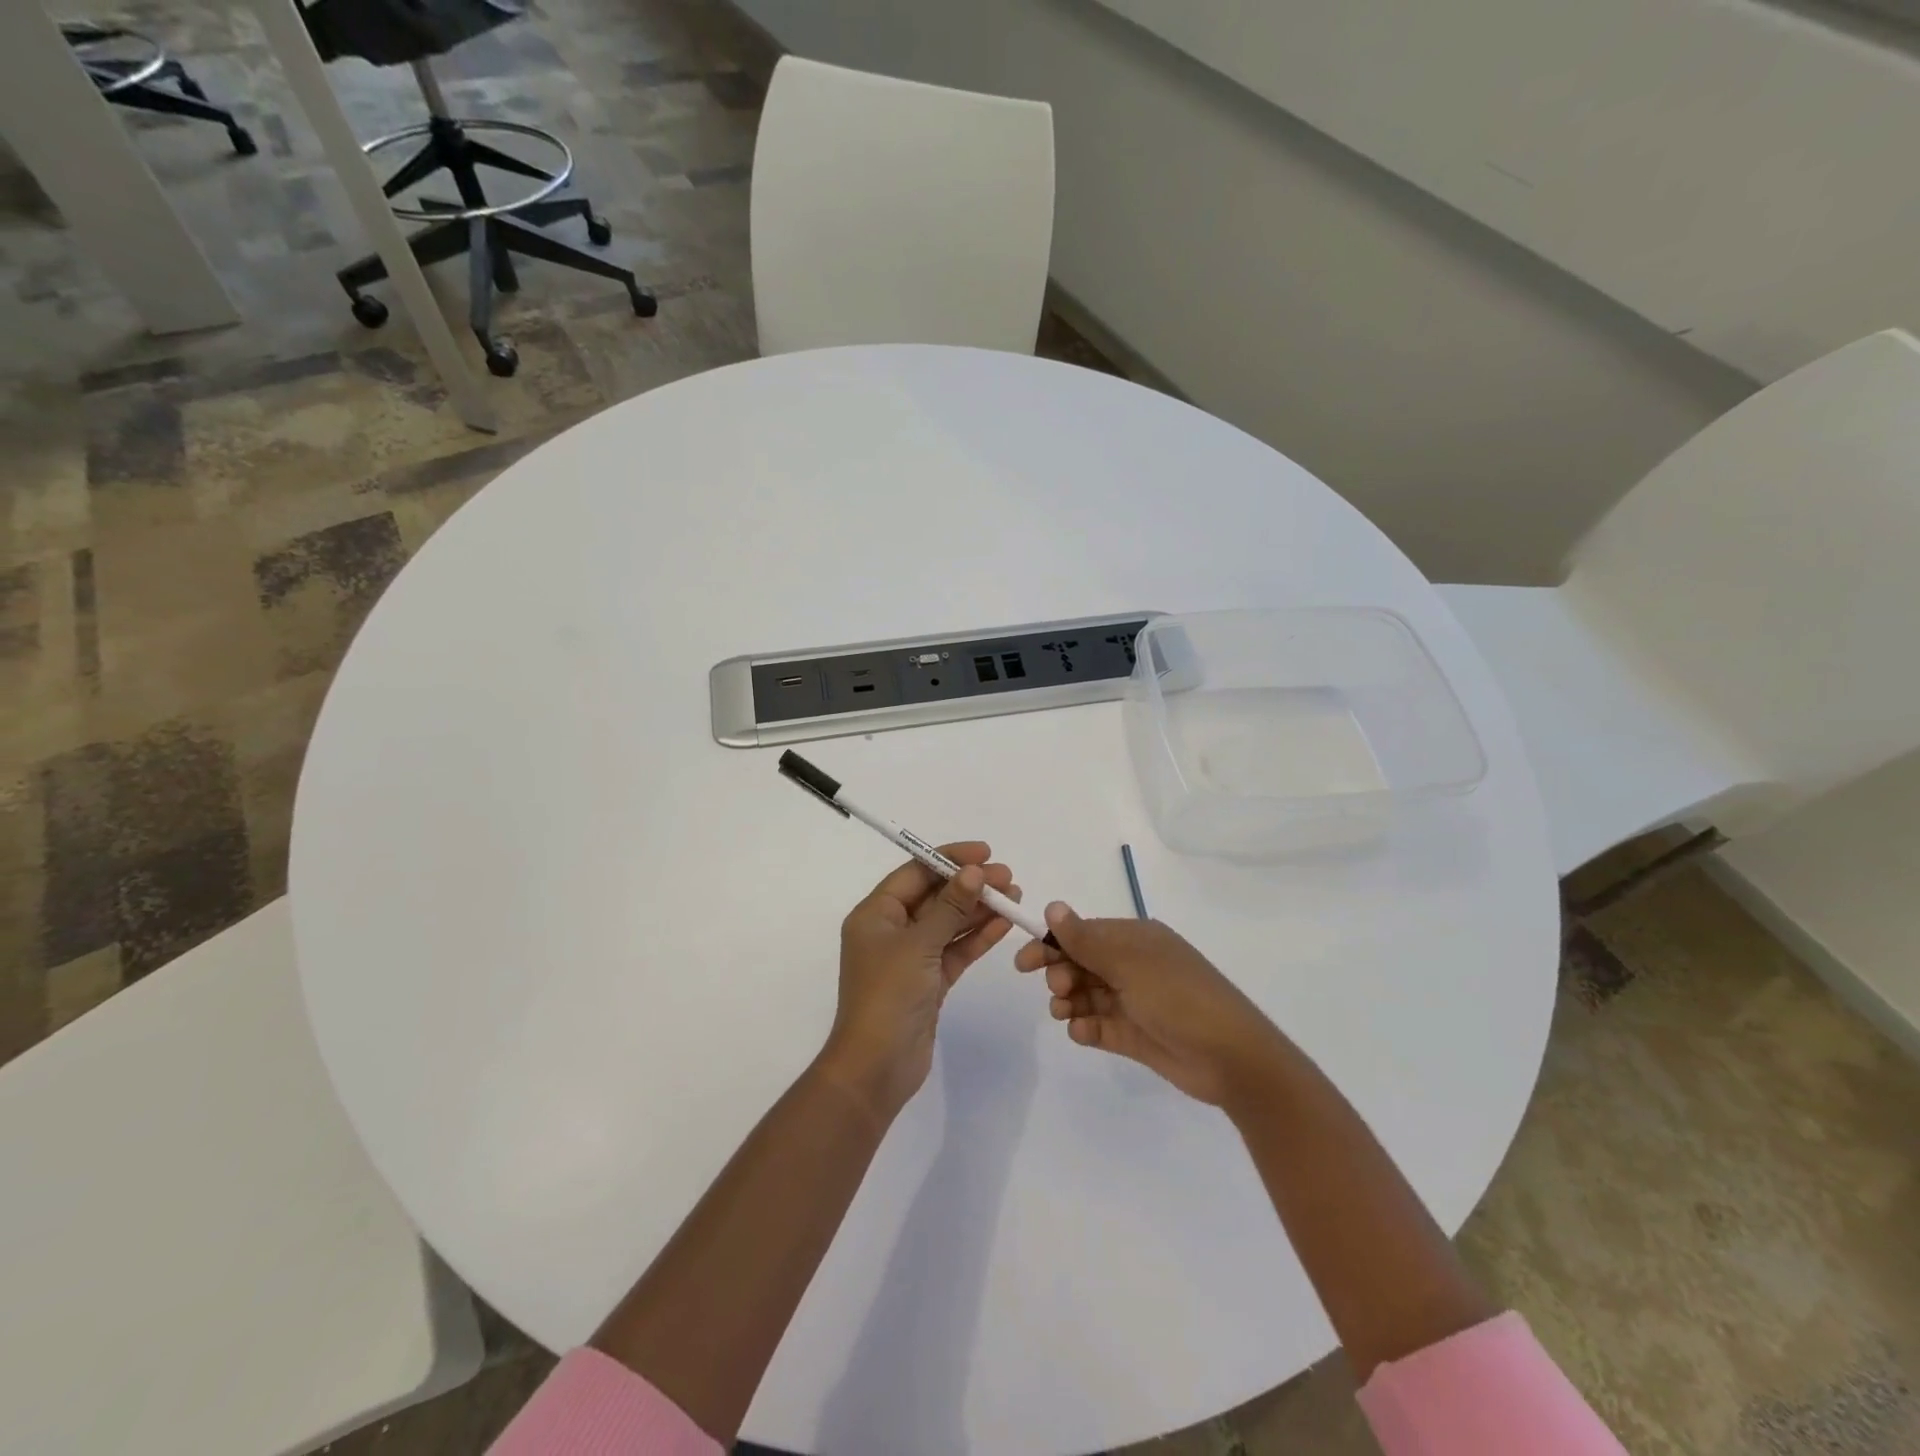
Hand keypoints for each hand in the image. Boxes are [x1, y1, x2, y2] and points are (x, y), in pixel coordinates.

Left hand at [819, 844, 1018, 1122]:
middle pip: (935, 896)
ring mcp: (911, 957)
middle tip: (1008, 877)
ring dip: (979, 909)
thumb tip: (975, 872)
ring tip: (1015, 895)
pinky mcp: (929, 981)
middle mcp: (891, 930)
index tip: (985, 853)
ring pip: (949, 923)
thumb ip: (950, 907)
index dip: (949, 859)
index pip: (915, 873)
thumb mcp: (919, 944)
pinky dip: (977, 936)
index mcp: (875, 914)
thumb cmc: (888, 995)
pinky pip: (955, 949)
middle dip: (970, 885)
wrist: (876, 1068)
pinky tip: (1004, 923)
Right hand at [1014, 904, 1283, 1107]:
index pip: (1083, 933)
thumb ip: (1085, 939)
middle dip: (1060, 974)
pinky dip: (1085, 1027)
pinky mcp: (1135, 1035)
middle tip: (1057, 990)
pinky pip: (1098, 1025)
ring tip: (1065, 1013)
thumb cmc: (1178, 997)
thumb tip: (1052, 906)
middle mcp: (1132, 965)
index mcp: (1135, 939)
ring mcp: (1134, 1001)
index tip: (1023, 962)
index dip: (1051, 944)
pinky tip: (1082, 1032)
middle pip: (1080, 963)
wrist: (1231, 1057)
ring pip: (1085, 994)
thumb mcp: (1129, 963)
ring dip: (1068, 1001)